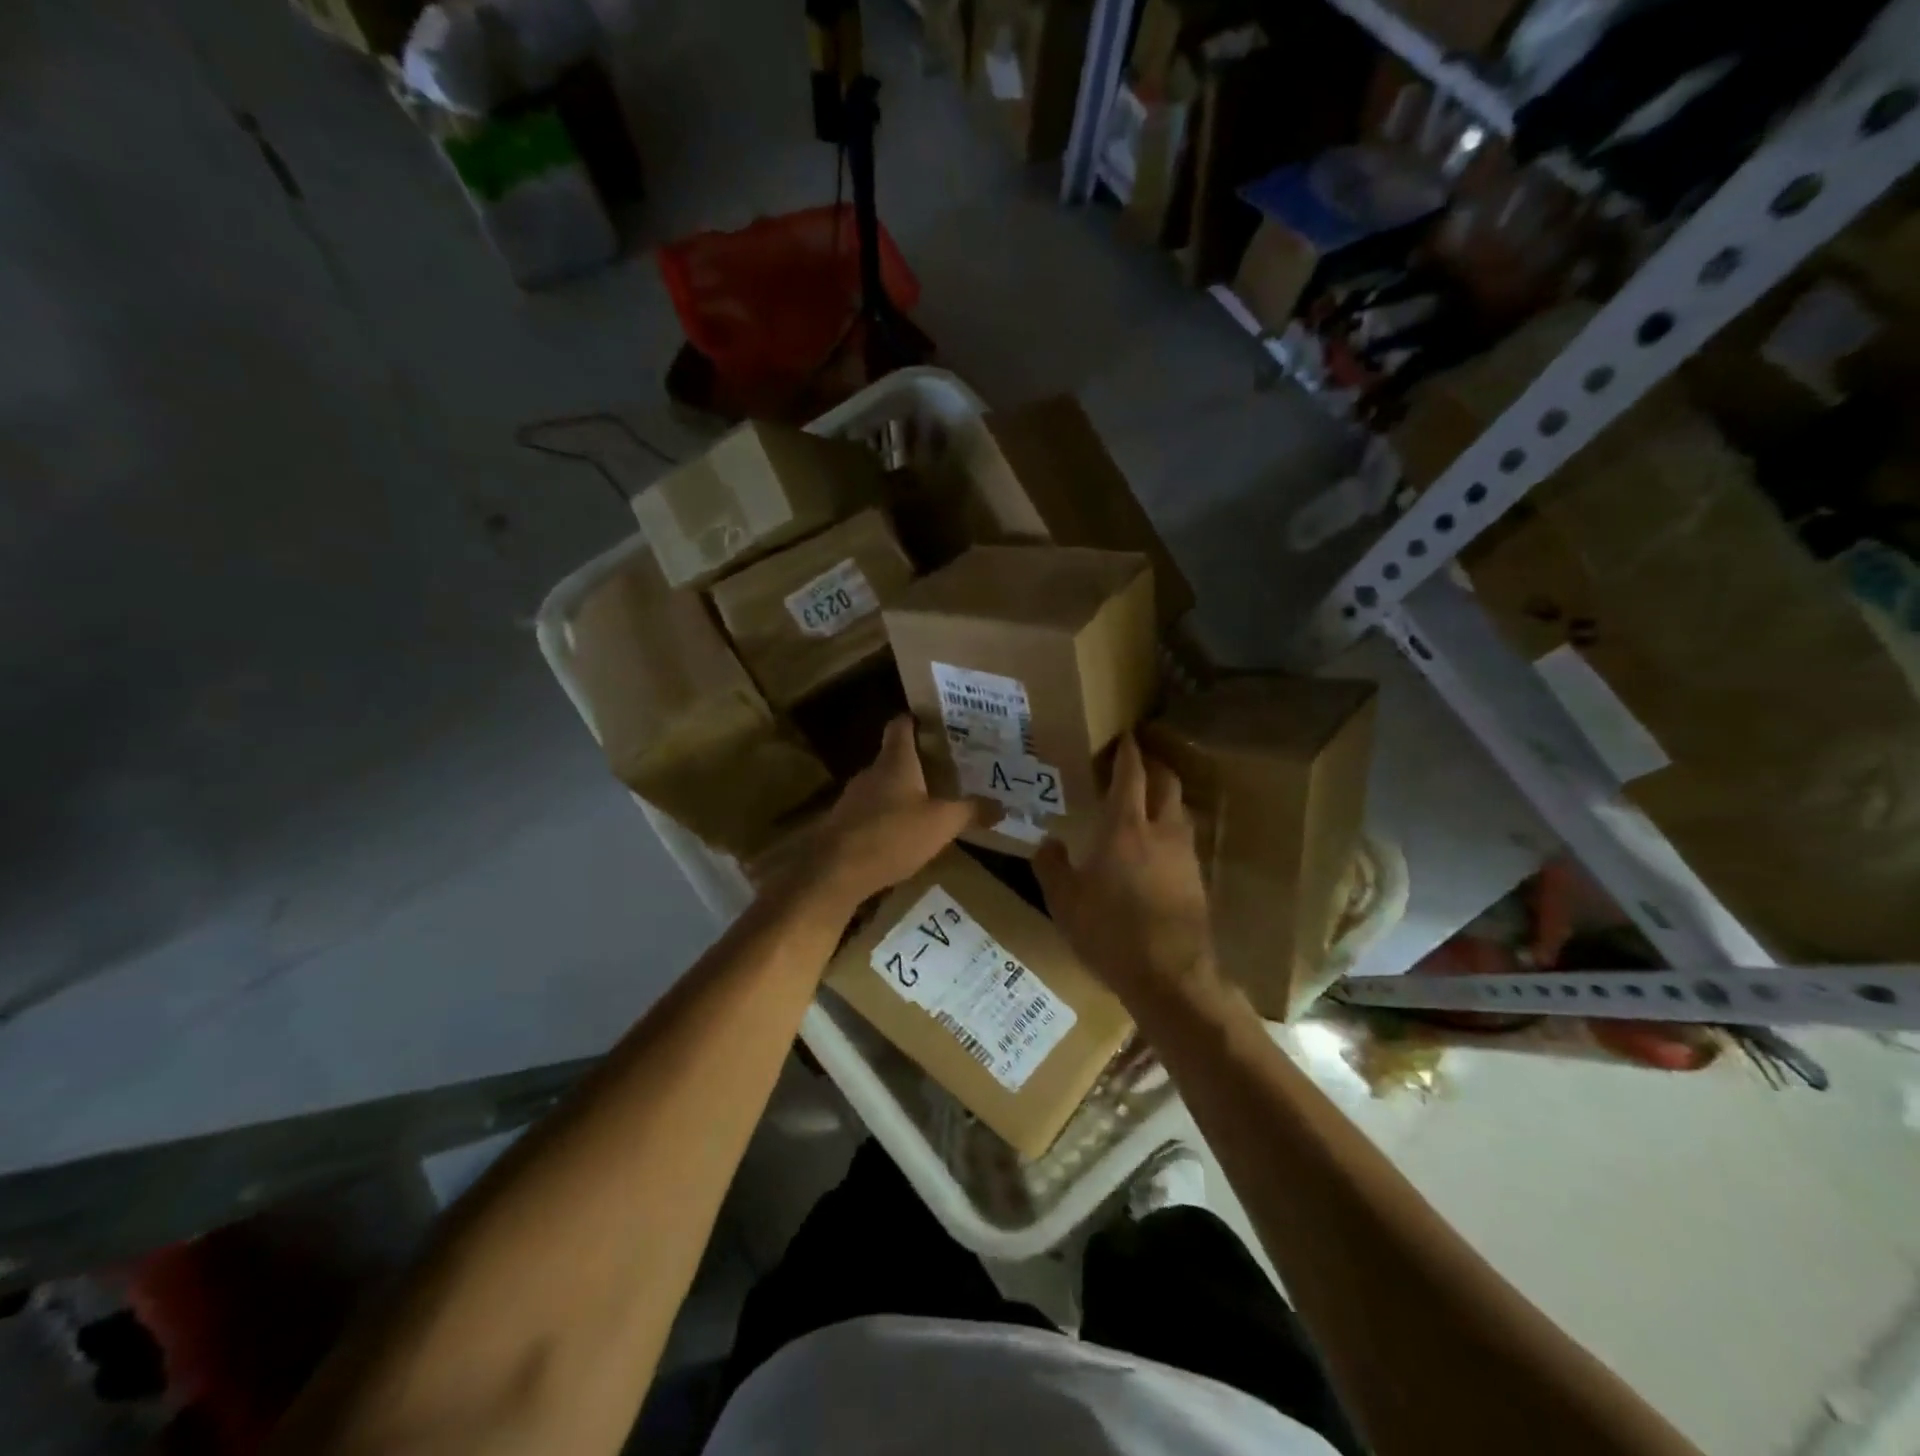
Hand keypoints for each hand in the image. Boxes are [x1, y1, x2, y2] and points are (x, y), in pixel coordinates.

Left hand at [772, 716, 978, 918]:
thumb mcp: (941, 824)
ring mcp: (852, 799)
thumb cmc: (892, 835)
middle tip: (944, 768)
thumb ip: (970, 811)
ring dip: (901, 793)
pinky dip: (886, 817)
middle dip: (916, 762)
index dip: (915, 719)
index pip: (901, 726)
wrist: (835, 872)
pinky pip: (870, 812)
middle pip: (893, 758)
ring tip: (927, 803)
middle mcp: (870, 773)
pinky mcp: (842, 825)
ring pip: (881, 787)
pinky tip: (901, 835)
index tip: (932, 720)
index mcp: (895, 762)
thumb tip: (1001, 806)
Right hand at [1033, 735, 1220, 1011]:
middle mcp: (1161, 831)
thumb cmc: (1110, 932)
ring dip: (1166, 797)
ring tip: (1147, 801)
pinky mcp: (1198, 879)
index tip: (1125, 737)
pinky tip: (1157, 846)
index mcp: (1124, 827)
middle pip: (1166, 782)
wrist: (1170, 975)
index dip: (1128, 752)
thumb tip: (1047, 843)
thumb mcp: (1064, 902)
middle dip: (1154, 765)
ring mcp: (1185, 855)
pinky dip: (1171, 828)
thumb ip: (1052, 866)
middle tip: (1137, 762)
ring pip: (1180, 810)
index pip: (1131, 775)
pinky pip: (1184, 839)